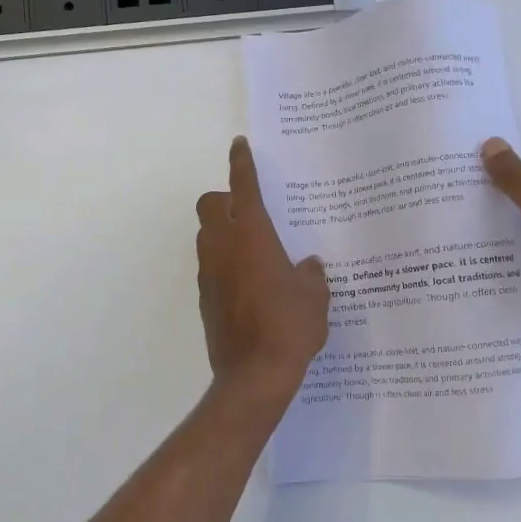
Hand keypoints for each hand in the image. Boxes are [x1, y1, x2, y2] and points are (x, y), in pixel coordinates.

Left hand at [197, 138, 329, 395]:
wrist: (254, 376)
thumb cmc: (289, 327)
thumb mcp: (315, 297)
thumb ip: (311, 273)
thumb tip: (306, 265)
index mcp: (251, 235)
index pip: (243, 186)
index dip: (242, 162)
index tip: (240, 145)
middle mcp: (223, 247)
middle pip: (209, 204)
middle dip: (224, 199)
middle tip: (252, 212)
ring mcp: (209, 273)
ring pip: (206, 235)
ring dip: (223, 231)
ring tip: (255, 249)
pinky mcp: (205, 297)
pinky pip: (211, 265)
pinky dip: (224, 262)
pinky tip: (251, 283)